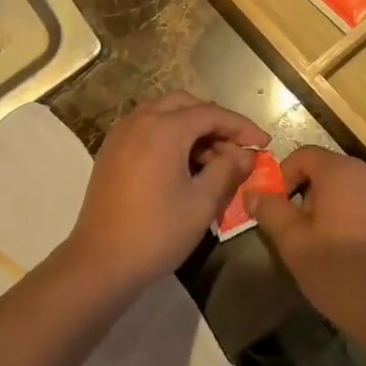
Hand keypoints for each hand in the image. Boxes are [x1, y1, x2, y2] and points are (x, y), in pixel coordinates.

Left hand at [64, 93, 271, 288]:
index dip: (241, 126)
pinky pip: (146, 129)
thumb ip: (227, 171)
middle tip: (236, 148)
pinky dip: (169, 136)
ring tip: (213, 159)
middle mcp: (139, 122)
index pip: (211, 114)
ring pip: (162, 114)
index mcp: (163, 129)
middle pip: (184, 104)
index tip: (263, 143)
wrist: (101, 261)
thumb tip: (245, 154)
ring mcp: (120, 136)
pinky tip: (183, 165)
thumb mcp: (201, 203)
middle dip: (214, 121)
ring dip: (190, 127)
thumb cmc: (157, 232)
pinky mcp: (110, 152)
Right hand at [246, 146, 365, 331]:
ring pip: (362, 190)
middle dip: (315, 196)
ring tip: (339, 245)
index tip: (281, 208)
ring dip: (345, 207)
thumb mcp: (294, 245)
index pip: (305, 155)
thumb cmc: (341, 275)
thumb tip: (253, 192)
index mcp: (343, 173)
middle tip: (308, 233)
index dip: (286, 176)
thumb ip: (271, 211)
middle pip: (335, 172)